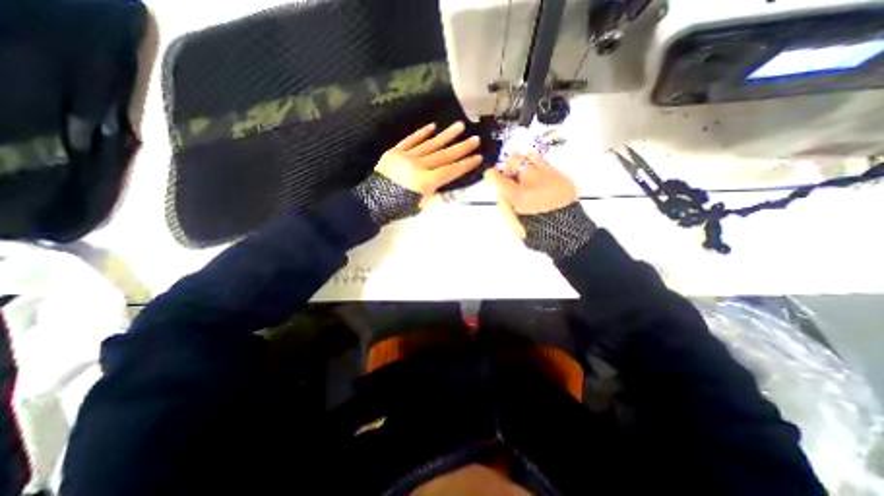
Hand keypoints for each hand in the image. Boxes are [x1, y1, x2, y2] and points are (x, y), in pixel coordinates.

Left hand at [373, 120, 482, 194]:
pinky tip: (433, 126)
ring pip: (430, 144)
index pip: (451, 171)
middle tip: (475, 138)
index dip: (465, 164)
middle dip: (461, 148)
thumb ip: (434, 191)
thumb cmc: (398, 207)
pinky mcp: (395, 151)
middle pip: (444, 155)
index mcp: (425, 181)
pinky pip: (411, 140)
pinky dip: (422, 133)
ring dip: (446, 135)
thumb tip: (446, 181)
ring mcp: (406, 156)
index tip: (478, 157)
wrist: (372, 202)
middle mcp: (418, 166)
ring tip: (459, 126)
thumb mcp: (421, 204)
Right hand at [483, 153, 581, 240]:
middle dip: (509, 167)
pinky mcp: (561, 176)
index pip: (500, 178)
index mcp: (519, 195)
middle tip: (511, 177)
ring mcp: (549, 176)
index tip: (490, 173)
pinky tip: (541, 181)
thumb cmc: (537, 231)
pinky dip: (540, 170)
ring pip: (532, 157)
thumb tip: (501, 191)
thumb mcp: (514, 224)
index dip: (492, 174)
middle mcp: (533, 181)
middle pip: (515, 160)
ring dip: (525, 164)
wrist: (567, 233)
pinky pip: (547, 164)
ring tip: (527, 175)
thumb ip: (504, 206)